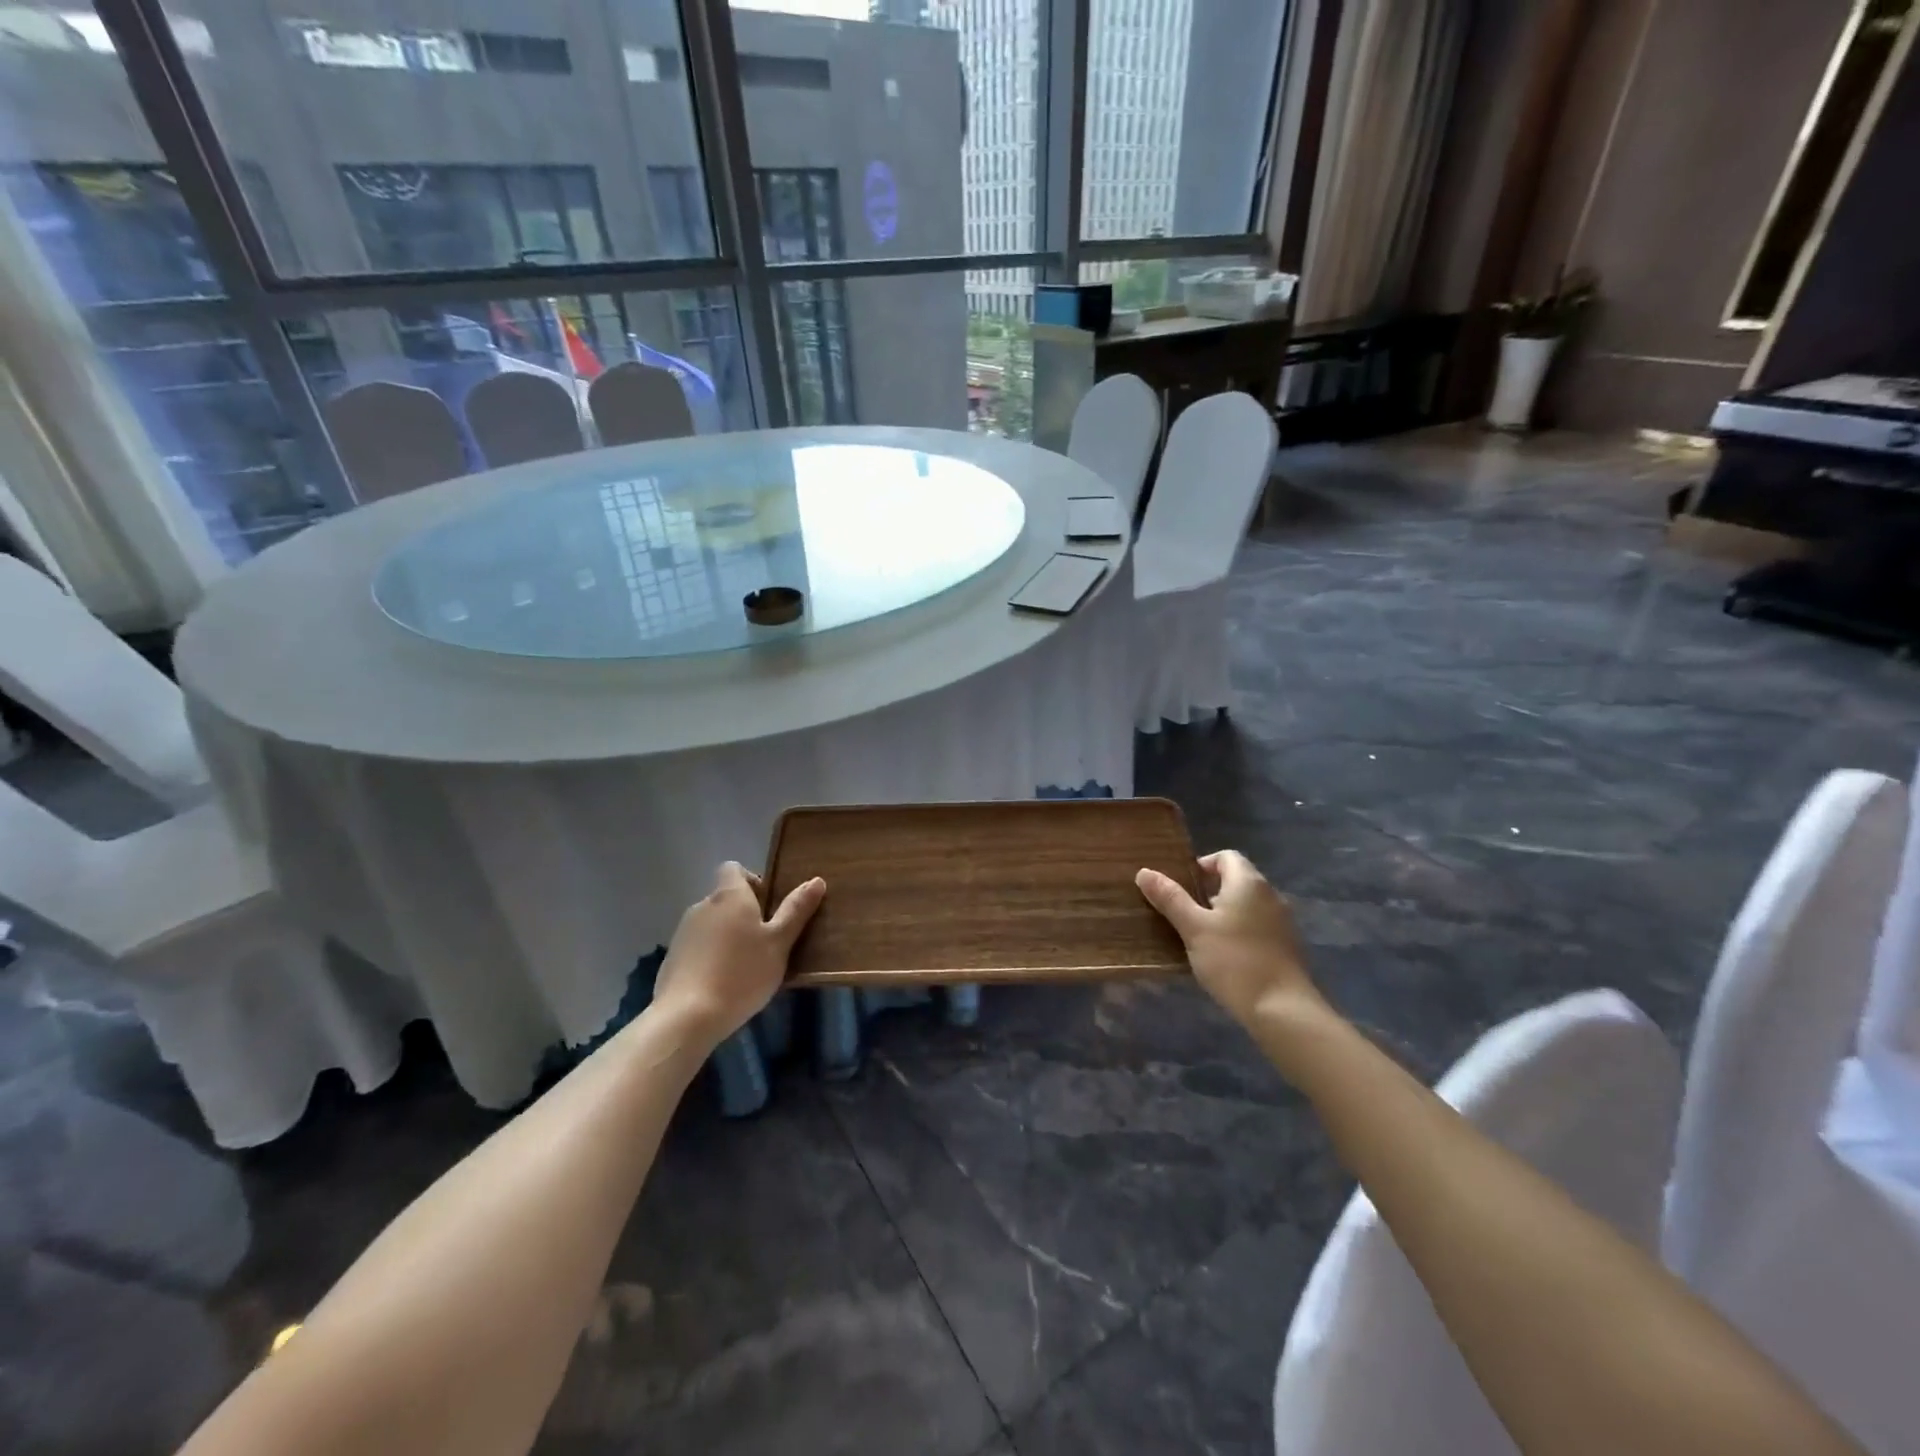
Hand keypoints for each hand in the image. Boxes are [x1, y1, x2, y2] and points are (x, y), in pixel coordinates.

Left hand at [651, 863, 824, 1045]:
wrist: (687, 1017)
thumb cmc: (742, 973)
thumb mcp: (779, 943)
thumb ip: (796, 911)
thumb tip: (817, 880)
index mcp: (729, 895)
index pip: (733, 868)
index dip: (752, 881)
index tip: (768, 906)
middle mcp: (702, 905)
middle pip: (724, 898)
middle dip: (744, 913)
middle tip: (765, 942)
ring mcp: (683, 932)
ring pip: (711, 923)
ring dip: (727, 935)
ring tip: (745, 967)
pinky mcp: (672, 958)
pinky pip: (697, 947)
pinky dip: (711, 956)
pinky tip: (722, 983)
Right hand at [1136, 850, 1323, 1030]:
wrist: (1282, 1010)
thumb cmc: (1233, 961)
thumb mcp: (1193, 928)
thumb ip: (1170, 898)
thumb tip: (1144, 871)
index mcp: (1248, 883)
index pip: (1225, 857)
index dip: (1201, 865)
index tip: (1181, 887)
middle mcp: (1270, 895)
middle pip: (1236, 880)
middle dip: (1208, 891)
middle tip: (1184, 913)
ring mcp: (1282, 921)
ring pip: (1247, 905)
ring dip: (1223, 913)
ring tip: (1199, 936)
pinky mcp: (1287, 946)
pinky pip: (1258, 926)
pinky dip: (1239, 931)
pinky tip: (1224, 956)